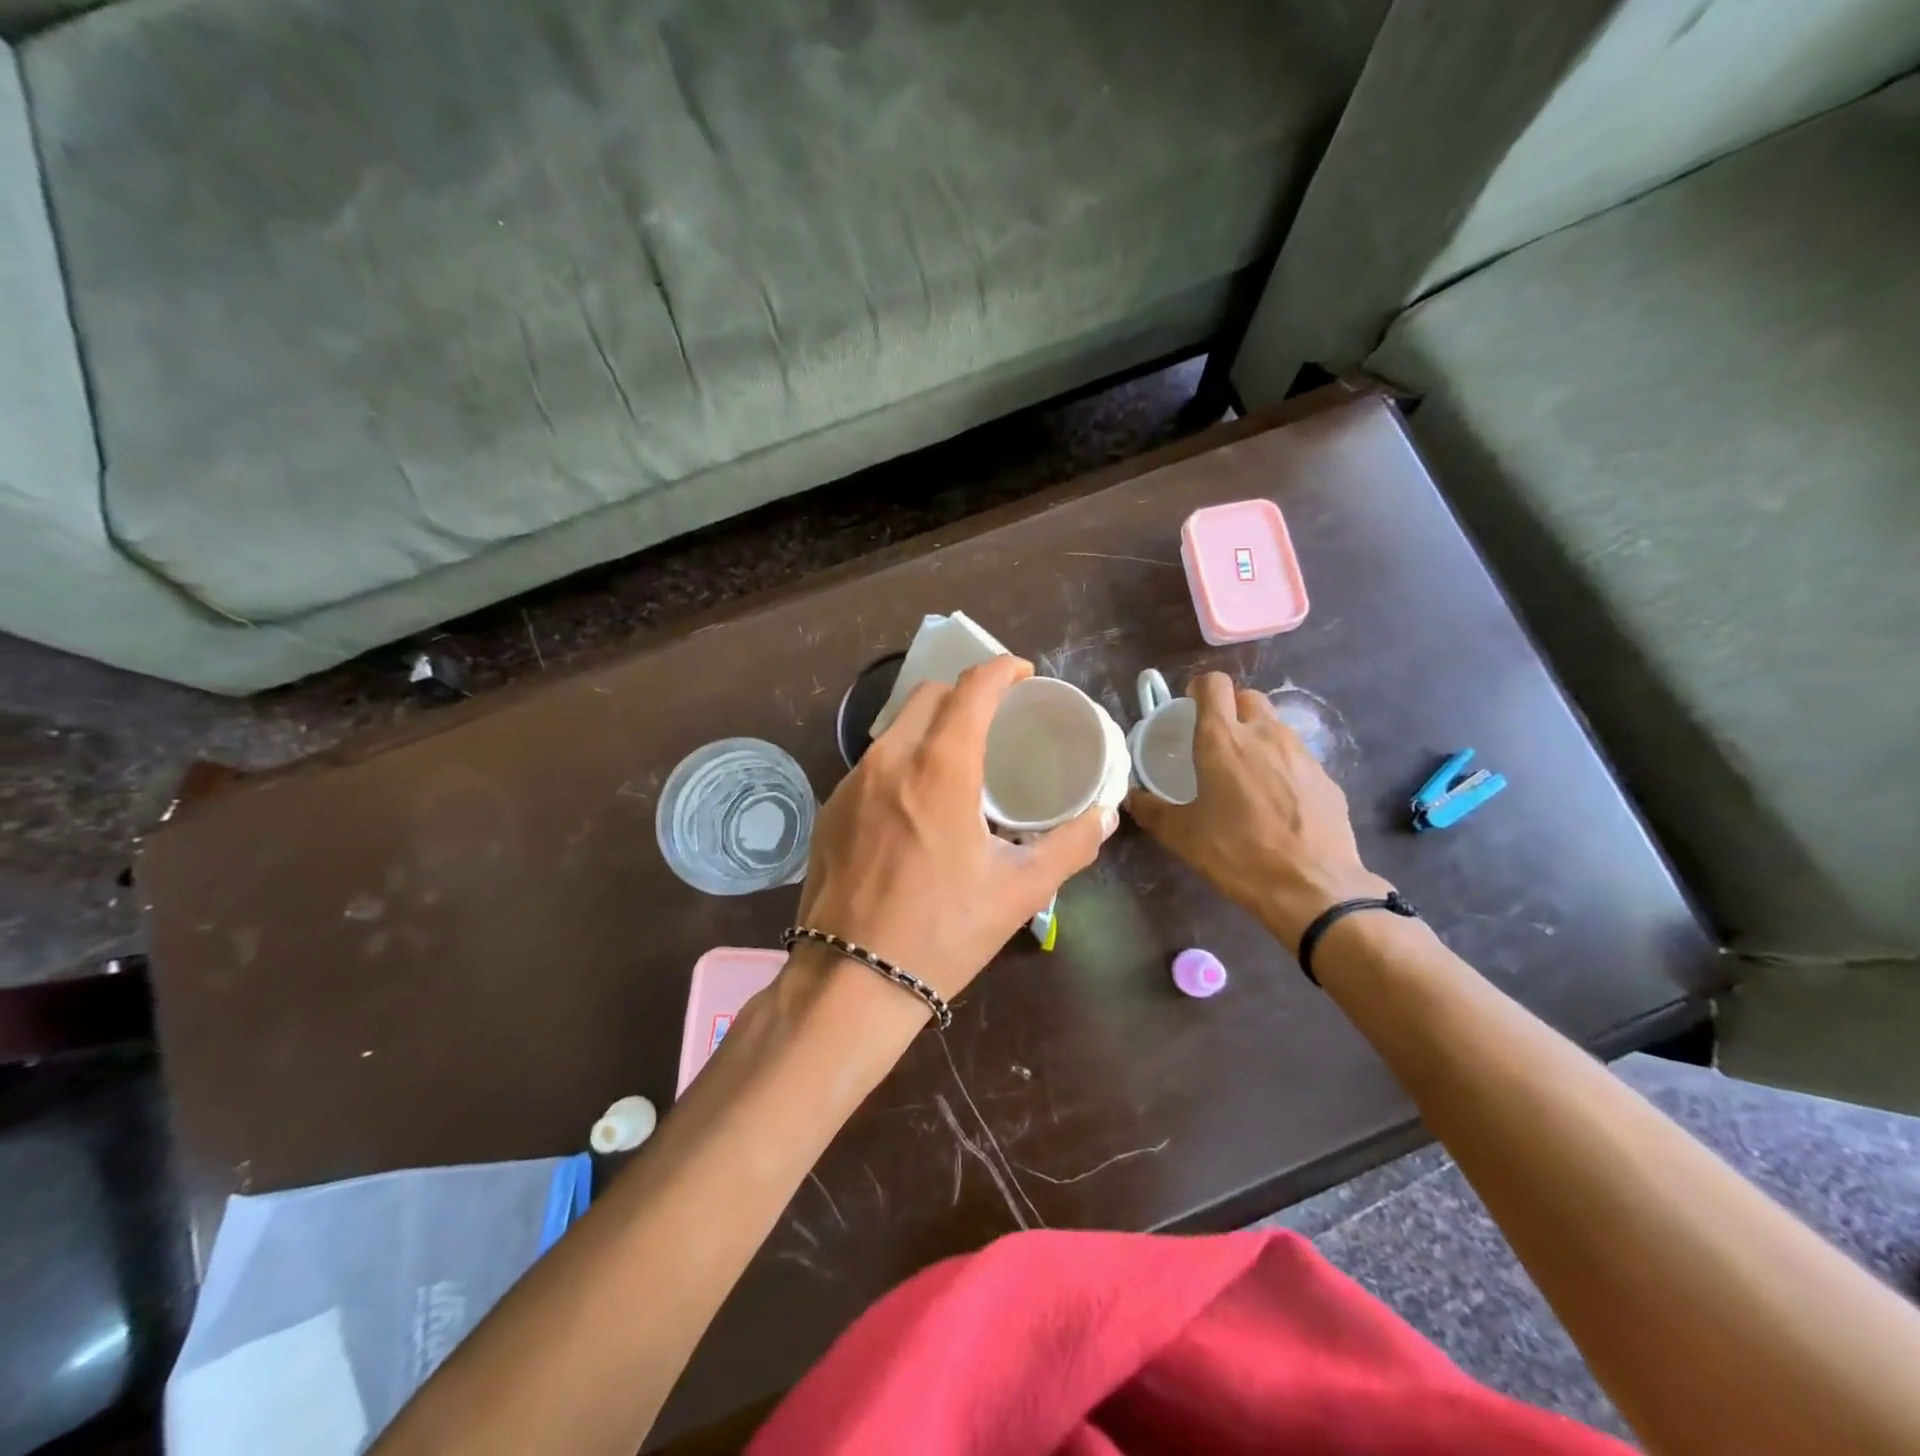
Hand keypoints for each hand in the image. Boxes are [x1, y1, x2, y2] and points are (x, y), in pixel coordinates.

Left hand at [797, 655, 1117, 1010]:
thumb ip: (1070, 845)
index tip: (1023, 676)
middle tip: (996, 719)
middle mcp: (890, 760)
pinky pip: (872, 763)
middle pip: (929, 696)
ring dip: (931, 726)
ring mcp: (852, 782)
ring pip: (896, 728)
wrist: (851, 980)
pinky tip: (917, 801)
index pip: (972, 688)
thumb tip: (1105, 816)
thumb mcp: (1019, 891)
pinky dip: (902, 760)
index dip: (1002, 670)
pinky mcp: (831, 808)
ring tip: (959, 759)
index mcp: (940, 767)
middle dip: (965, 693)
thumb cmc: (943, 932)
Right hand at [1126, 673, 1387, 947]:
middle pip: (1247, 697)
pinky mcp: (1327, 777)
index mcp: (1223, 740)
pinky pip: (1297, 757)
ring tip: (1246, 773)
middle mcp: (1264, 735)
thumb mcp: (1182, 836)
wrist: (1313, 889)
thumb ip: (1152, 810)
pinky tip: (1277, 801)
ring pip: (1275, 726)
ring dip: (1257, 736)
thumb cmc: (1237, 854)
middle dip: (1230, 708)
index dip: (1199, 689)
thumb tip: (1132, 797)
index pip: (1213, 684)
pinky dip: (1282, 766)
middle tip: (1216, 740)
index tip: (1189, 707)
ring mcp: (1301, 753)